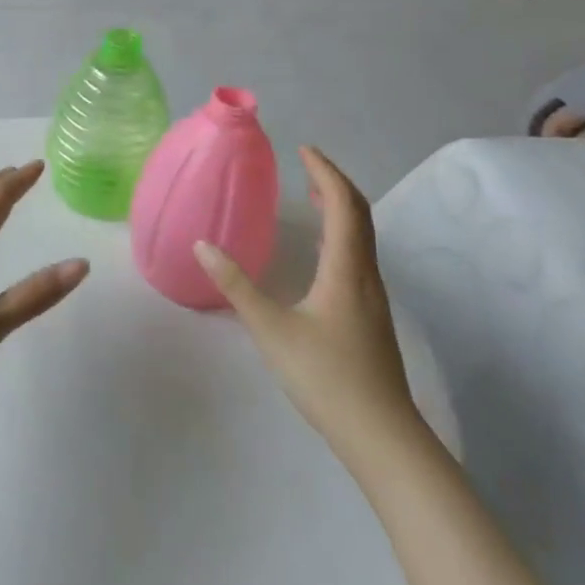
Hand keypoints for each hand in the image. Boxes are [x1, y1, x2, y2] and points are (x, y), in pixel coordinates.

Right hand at [197, 146, 419, 468]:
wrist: (381, 435)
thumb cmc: (325, 377)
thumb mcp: (271, 329)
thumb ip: (236, 286)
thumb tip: (203, 246)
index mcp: (346, 268)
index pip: (343, 204)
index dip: (325, 172)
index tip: (303, 149)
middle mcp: (366, 274)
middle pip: (360, 214)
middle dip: (334, 182)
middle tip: (306, 163)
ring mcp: (373, 296)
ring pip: (363, 235)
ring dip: (340, 206)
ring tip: (312, 194)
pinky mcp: (371, 314)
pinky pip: (359, 254)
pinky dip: (342, 232)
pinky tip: (321, 249)